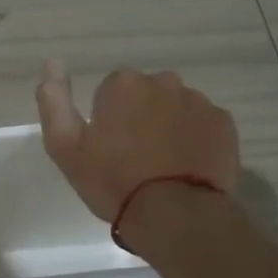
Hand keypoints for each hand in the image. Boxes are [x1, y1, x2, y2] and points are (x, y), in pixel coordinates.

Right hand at [35, 60, 240, 220]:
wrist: (176, 215)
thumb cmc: (114, 181)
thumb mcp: (65, 147)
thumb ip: (54, 101)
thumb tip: (53, 62)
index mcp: (124, 84)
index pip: (110, 92)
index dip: (107, 121)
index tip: (108, 150)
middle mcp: (163, 81)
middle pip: (145, 95)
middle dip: (139, 118)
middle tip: (134, 159)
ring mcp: (198, 101)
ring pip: (176, 108)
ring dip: (168, 126)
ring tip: (163, 166)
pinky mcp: (224, 124)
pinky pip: (203, 124)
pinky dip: (195, 139)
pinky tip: (187, 167)